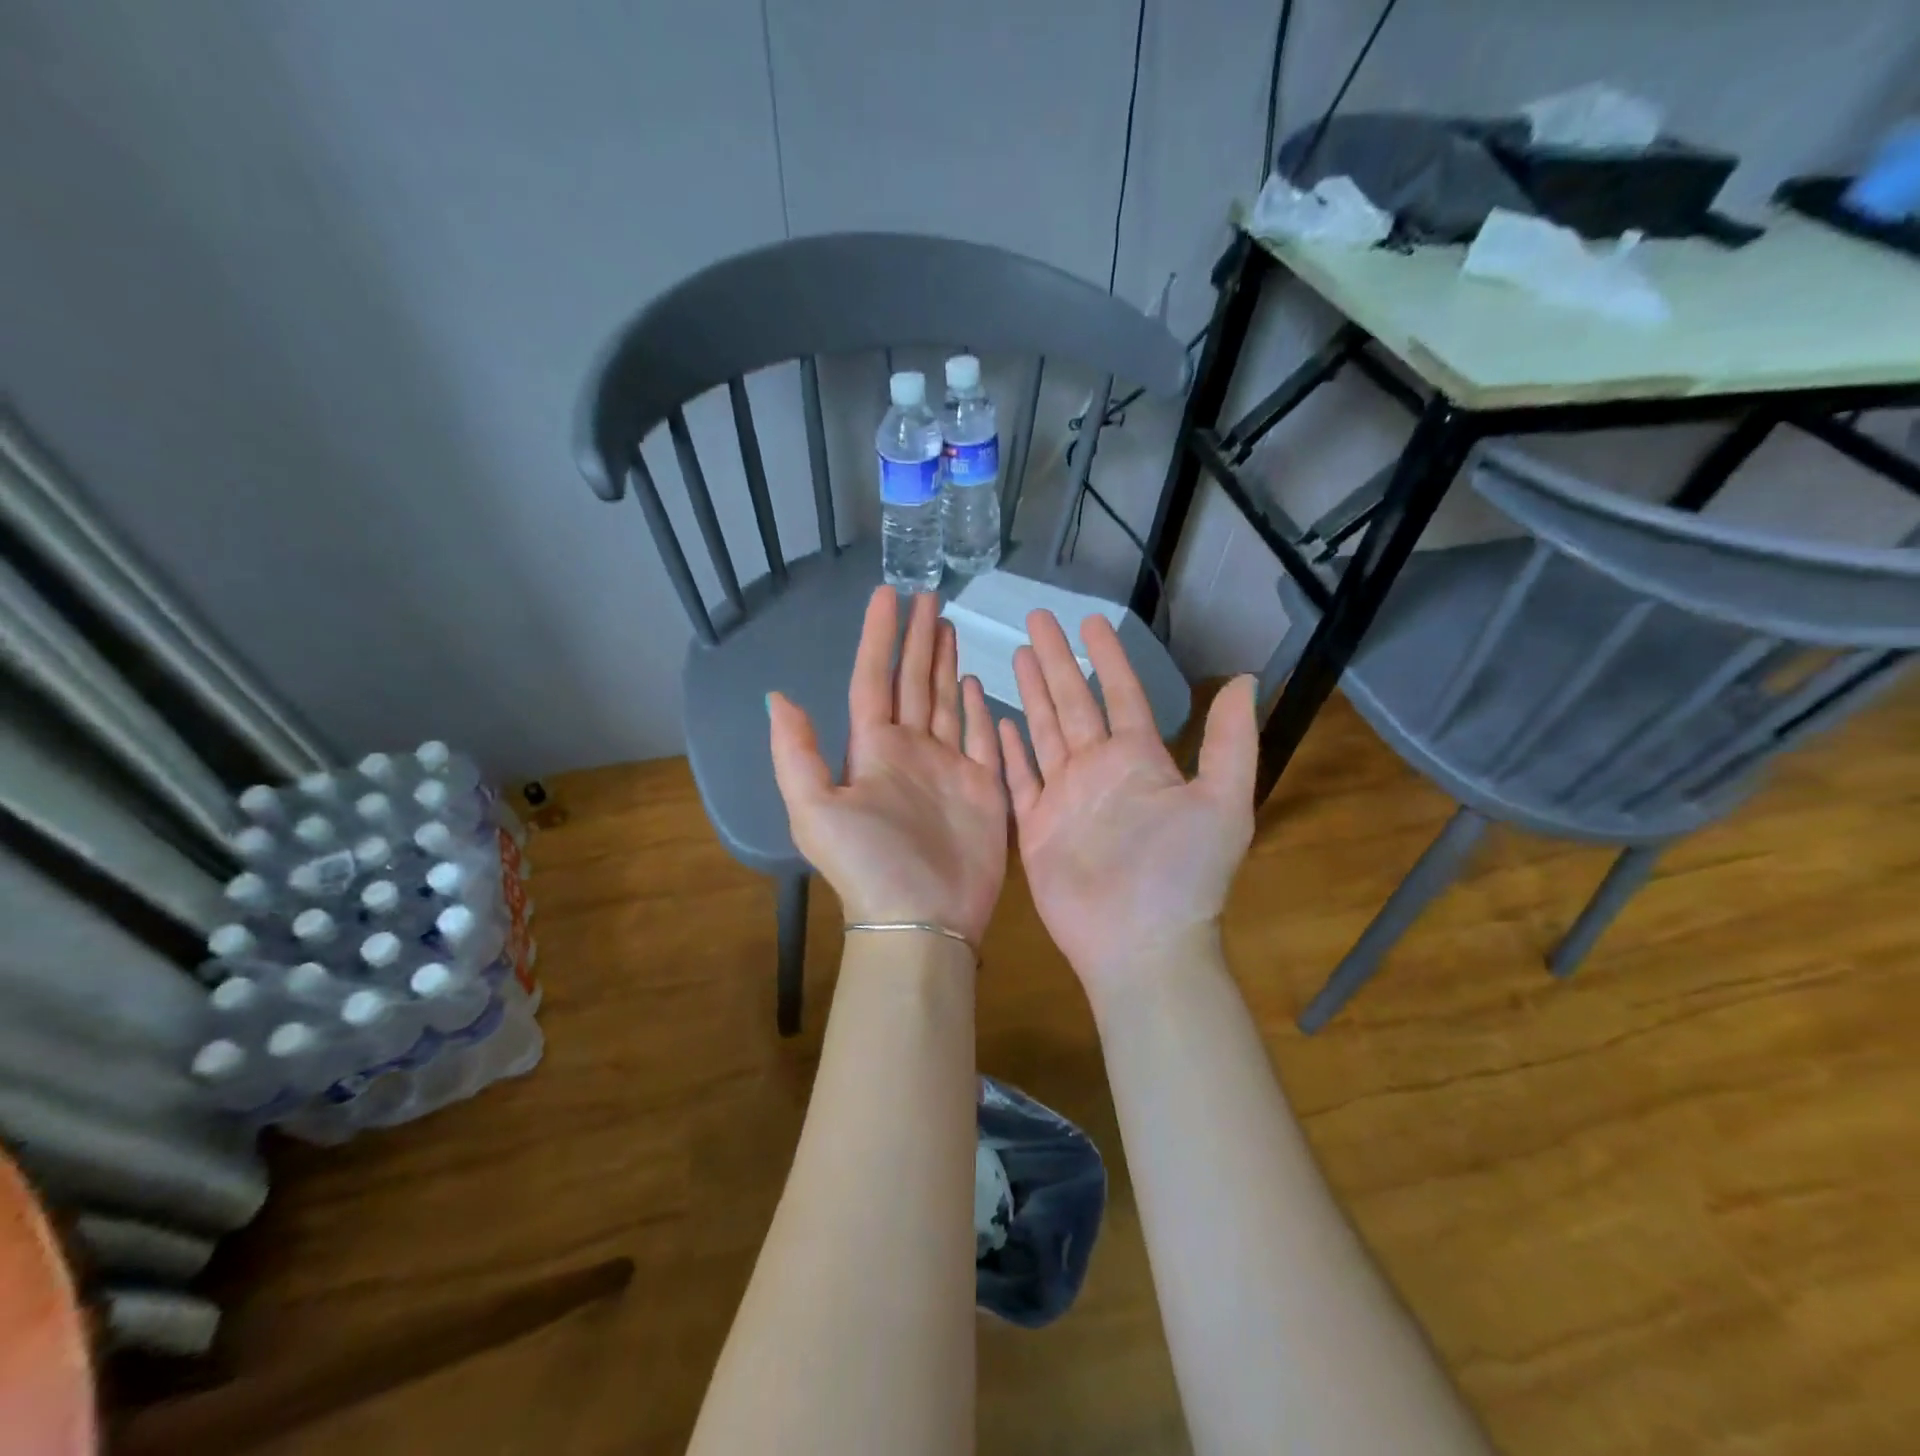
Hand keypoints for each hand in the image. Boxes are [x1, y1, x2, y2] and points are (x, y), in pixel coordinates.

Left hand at [769, 588, 1007, 946]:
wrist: (922, 919)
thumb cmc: (869, 863)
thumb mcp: (814, 808)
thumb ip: (796, 752)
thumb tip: (777, 697)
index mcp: (872, 749)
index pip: (874, 679)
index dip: (879, 637)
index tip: (888, 595)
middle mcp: (910, 751)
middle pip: (914, 682)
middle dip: (919, 640)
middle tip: (929, 597)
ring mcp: (949, 767)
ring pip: (947, 702)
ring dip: (946, 665)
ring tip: (949, 628)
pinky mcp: (983, 787)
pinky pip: (982, 737)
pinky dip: (980, 709)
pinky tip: (977, 682)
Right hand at [999, 612, 1256, 992]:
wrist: (1140, 944)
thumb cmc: (1181, 874)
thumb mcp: (1223, 803)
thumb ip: (1230, 741)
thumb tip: (1244, 678)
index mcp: (1140, 760)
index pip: (1121, 694)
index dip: (1107, 657)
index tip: (1090, 622)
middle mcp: (1100, 770)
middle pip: (1073, 702)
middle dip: (1056, 660)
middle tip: (1035, 620)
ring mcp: (1065, 797)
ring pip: (1044, 731)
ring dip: (1032, 693)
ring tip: (1015, 655)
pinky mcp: (1037, 825)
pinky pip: (1019, 777)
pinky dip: (1009, 748)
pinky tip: (997, 719)